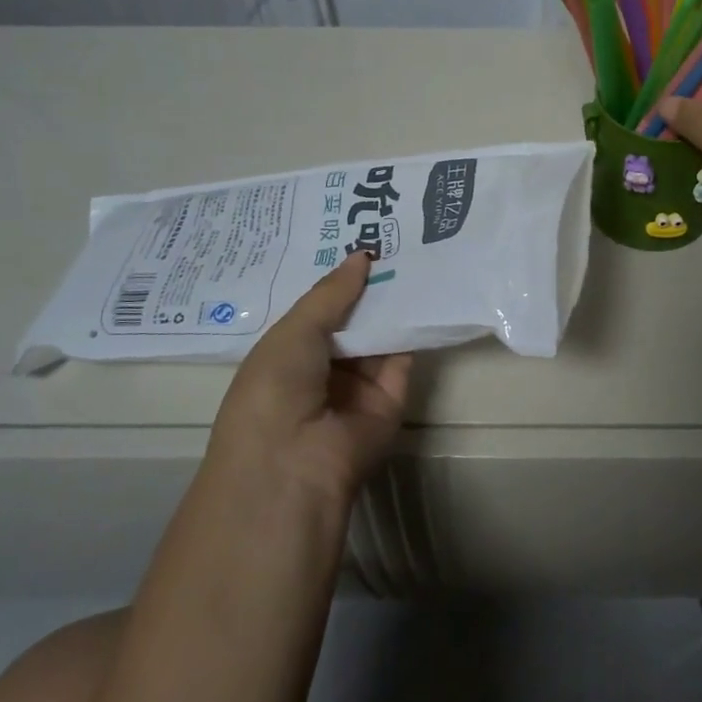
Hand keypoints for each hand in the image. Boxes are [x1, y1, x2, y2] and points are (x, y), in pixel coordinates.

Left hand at [205, 250, 411, 512]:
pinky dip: (413, 327)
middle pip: (353, 320)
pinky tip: (426, 289)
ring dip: (395, 302)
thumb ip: (332, 294)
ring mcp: (359, 385)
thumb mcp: (294, 331)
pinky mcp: (392, 398)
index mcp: (289, 354)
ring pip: (381, 335)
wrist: (294, 463)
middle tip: (396, 238)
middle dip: (370, 286)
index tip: (361, 240)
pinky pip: (404, 356)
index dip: (338, 280)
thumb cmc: (274, 389)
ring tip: (416, 254)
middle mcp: (324, 368)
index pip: (319, 311)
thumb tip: (362, 255)